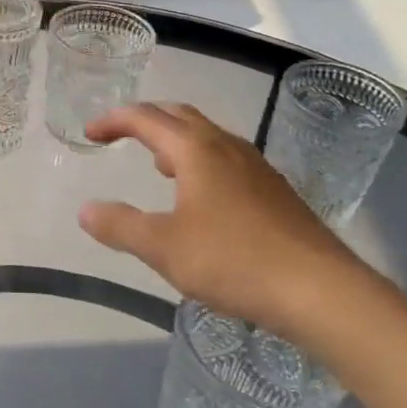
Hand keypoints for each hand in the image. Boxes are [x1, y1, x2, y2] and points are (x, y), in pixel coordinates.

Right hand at [76, 102, 379, 336]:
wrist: (320, 291)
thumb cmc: (233, 261)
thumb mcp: (163, 247)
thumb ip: (120, 226)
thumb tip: (86, 210)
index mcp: (196, 150)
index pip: (146, 119)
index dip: (114, 121)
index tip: (90, 133)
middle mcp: (227, 147)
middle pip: (180, 116)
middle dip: (146, 120)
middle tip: (121, 134)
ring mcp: (257, 167)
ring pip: (208, 137)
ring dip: (176, 140)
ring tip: (158, 164)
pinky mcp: (275, 191)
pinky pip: (227, 159)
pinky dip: (201, 161)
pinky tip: (201, 197)